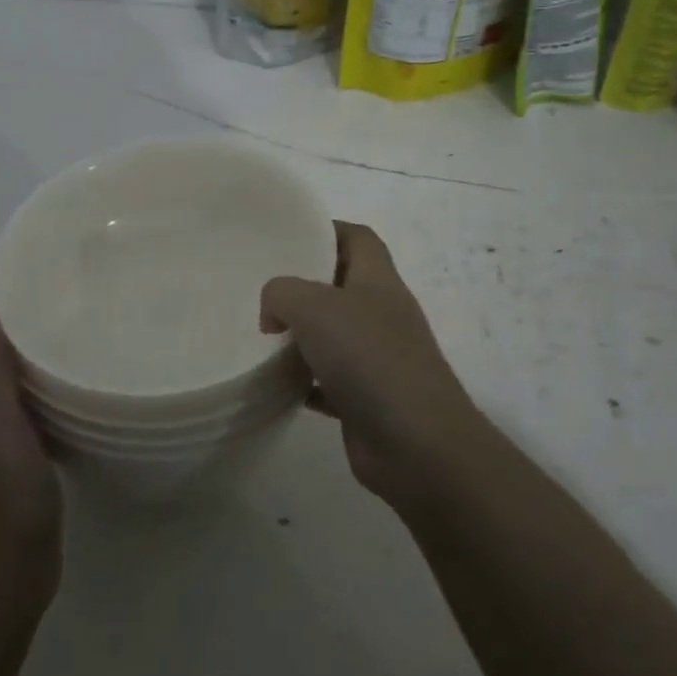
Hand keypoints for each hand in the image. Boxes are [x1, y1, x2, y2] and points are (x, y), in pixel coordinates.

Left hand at [0, 262, 62, 604]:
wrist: (5, 577)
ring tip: (73, 309)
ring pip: (10, 366)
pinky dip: (50, 372)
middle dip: (7, 298)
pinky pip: (35, 395)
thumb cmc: (1, 501)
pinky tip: (83, 371)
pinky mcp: (27, 450)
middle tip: (54, 272)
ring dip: (29, 332)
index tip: (13, 251)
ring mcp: (3, 430)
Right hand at [261, 222, 482, 508]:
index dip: (325, 230)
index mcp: (379, 281)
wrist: (416, 445)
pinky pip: (329, 382)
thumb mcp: (315, 308)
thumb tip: (274, 316)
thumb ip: (282, 294)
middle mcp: (382, 315)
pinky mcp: (367, 400)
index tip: (285, 238)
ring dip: (300, 336)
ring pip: (333, 336)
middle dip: (303, 286)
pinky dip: (304, 382)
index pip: (358, 238)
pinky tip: (277, 385)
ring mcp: (378, 359)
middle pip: (342, 286)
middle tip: (261, 291)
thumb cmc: (370, 360)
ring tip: (260, 336)